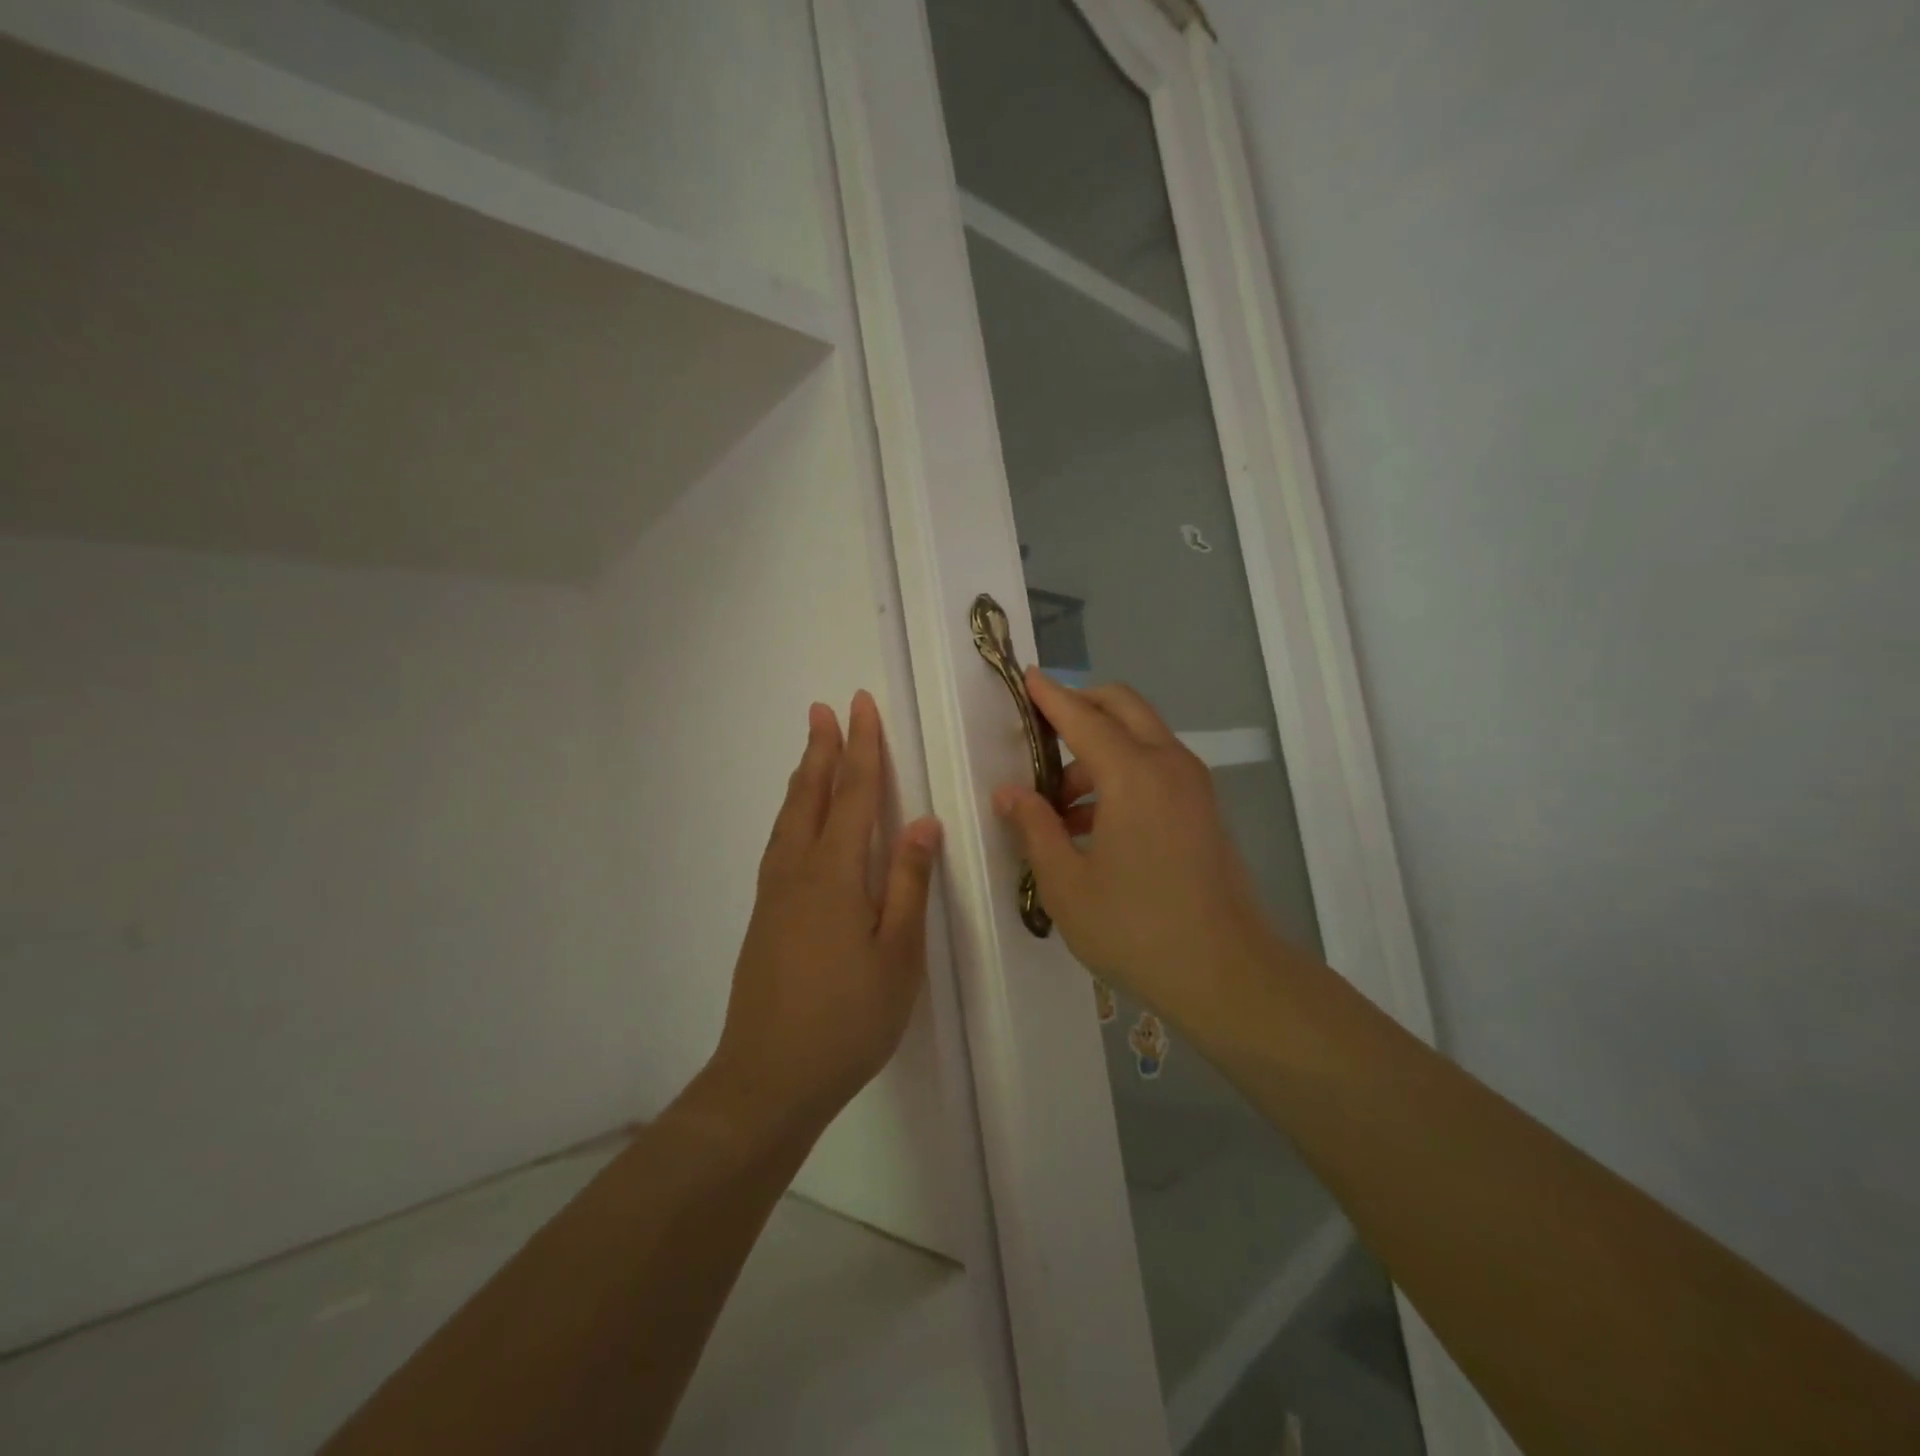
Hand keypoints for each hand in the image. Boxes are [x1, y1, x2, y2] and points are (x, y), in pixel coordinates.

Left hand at [706, 692, 941, 1139]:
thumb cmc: (848, 1019)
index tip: (862, 707)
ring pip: (789, 818)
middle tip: (825, 709)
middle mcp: (798, 872)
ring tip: (813, 750)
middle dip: (824, 750)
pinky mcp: (765, 916)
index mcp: (834, 875)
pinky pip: (779, 843)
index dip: (862, 749)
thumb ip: (908, 883)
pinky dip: (792, 813)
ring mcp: (775, 894)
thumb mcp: (897, 955)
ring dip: (805, 778)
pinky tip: (797, 822)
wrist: (769, 1078)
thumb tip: (923, 822)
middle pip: (813, 797)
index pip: (855, 796)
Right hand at [993, 670, 1274, 1027]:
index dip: (1050, 696)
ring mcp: (1193, 785)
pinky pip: (1156, 767)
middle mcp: (1168, 764)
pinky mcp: (1203, 808)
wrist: (1227, 974)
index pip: (1082, 717)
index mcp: (1132, 775)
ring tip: (1058, 805)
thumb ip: (1035, 828)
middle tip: (1040, 734)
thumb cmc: (1136, 929)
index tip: (1025, 676)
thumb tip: (1009, 792)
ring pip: (1141, 737)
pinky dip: (1122, 772)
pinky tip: (1093, 824)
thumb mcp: (1066, 884)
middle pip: (1122, 707)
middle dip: (1080, 706)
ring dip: (1098, 750)